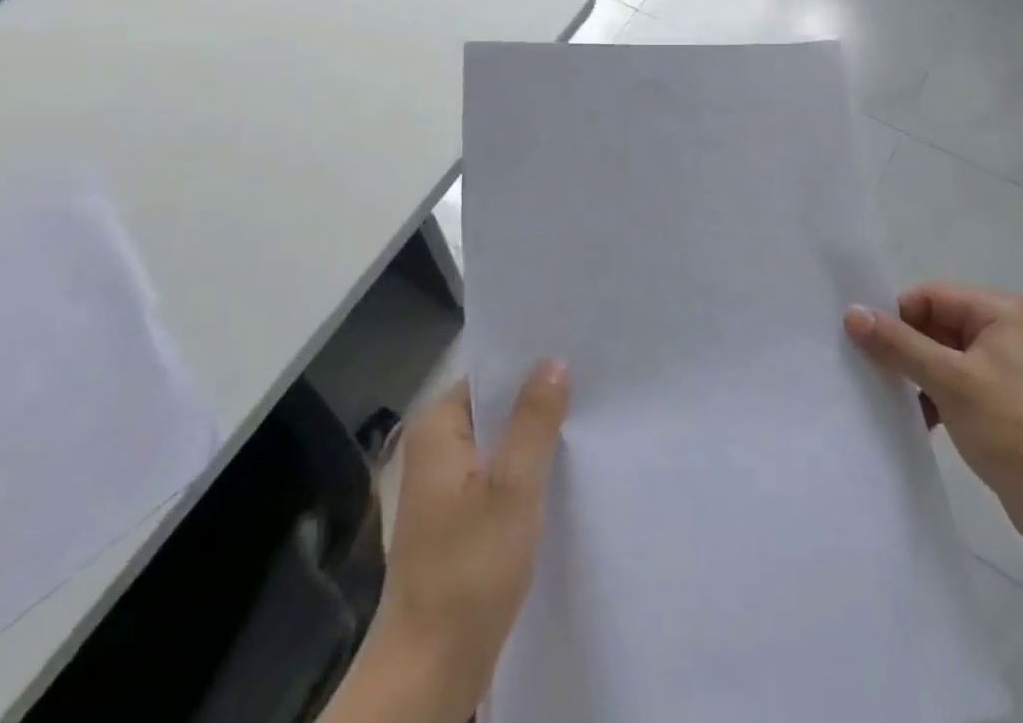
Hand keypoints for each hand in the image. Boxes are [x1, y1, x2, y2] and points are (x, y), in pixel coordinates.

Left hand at [336, 363, 568, 722]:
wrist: (429, 672)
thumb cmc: (469, 568)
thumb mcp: (513, 486)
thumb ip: (534, 419)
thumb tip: (553, 360)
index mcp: (437, 426)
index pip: (490, 374)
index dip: (531, 363)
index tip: (576, 350)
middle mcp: (436, 447)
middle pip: (496, 407)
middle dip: (538, 399)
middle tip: (593, 382)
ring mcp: (446, 486)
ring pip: (500, 442)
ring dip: (535, 437)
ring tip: (587, 417)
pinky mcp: (460, 519)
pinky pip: (499, 475)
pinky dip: (527, 470)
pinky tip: (563, 469)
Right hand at [845, 285, 1022, 562]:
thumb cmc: (1016, 431)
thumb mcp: (951, 382)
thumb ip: (899, 344)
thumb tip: (851, 312)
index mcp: (999, 311)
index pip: (929, 296)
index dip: (896, 317)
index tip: (864, 344)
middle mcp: (1002, 330)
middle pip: (933, 324)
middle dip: (903, 348)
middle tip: (869, 372)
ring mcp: (1001, 367)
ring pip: (939, 356)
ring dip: (914, 376)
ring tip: (888, 398)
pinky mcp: (998, 400)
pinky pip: (952, 383)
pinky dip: (931, 397)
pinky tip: (915, 420)